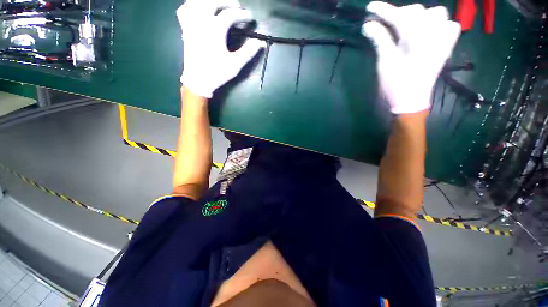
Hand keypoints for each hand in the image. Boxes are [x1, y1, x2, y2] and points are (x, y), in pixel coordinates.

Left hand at [177, 0, 264, 97]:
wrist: (198, 81)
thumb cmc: (217, 73)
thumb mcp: (235, 64)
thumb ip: (248, 52)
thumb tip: (260, 42)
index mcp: (215, 30)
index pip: (230, 15)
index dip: (242, 15)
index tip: (250, 18)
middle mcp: (201, 22)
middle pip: (213, 2)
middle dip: (227, 2)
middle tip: (237, 7)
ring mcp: (191, 24)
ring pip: (197, 2)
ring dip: (210, 1)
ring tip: (219, 5)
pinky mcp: (186, 29)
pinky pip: (184, 10)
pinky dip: (192, 6)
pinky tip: (199, 9)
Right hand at [361, 2, 460, 113]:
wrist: (411, 100)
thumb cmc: (395, 85)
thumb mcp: (384, 63)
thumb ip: (380, 40)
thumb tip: (368, 24)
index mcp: (417, 39)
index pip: (400, 16)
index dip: (384, 10)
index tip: (371, 7)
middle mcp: (434, 34)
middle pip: (417, 11)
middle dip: (399, 14)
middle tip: (386, 24)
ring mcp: (443, 39)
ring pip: (436, 13)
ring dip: (419, 17)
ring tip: (407, 28)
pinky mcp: (446, 46)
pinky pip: (449, 25)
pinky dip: (437, 23)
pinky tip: (427, 31)